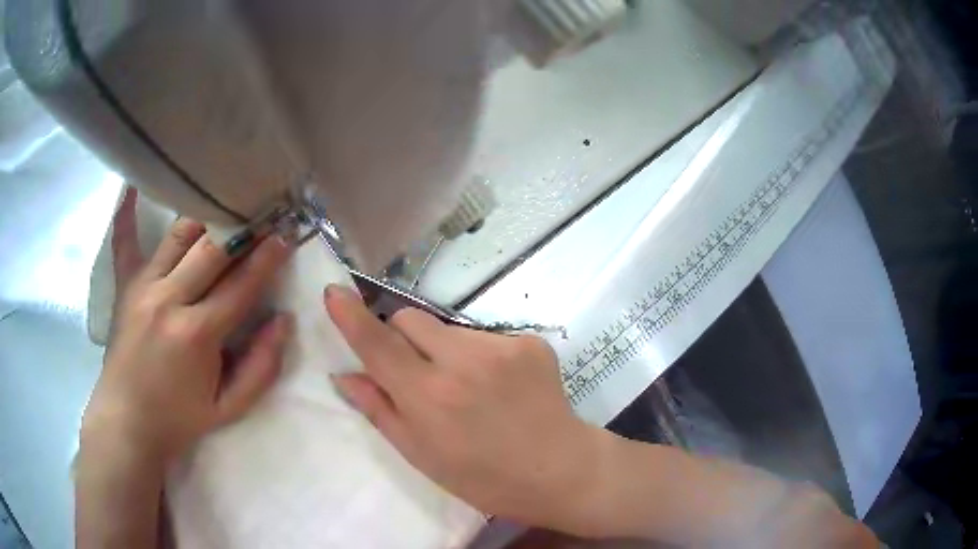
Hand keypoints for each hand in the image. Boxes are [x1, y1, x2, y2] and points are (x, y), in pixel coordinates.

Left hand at [82, 188, 293, 465]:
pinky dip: (126, 214)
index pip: (241, 284)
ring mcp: (142, 287)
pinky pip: (124, 242)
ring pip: (178, 235)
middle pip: (212, 250)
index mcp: (197, 334)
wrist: (128, 422)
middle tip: (262, 213)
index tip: (285, 235)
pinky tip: (133, 186)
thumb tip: (282, 321)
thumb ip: (261, 367)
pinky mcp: (124, 287)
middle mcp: (168, 300)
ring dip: (204, 218)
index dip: (267, 258)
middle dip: (242, 229)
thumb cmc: (180, 419)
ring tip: (223, 205)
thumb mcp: (229, 408)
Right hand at [326, 285, 609, 532]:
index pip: (378, 344)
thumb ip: (380, 410)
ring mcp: (501, 347)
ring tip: (468, 387)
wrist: (559, 470)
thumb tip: (345, 376)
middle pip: (410, 319)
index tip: (334, 292)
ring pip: (448, 328)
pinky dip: (480, 354)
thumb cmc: (483, 478)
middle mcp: (462, 362)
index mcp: (429, 397)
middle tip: (419, 374)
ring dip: (443, 349)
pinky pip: (485, 336)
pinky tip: (498, 386)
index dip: (351, 317)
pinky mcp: (529, 341)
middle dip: (402, 339)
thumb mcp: (422, 456)